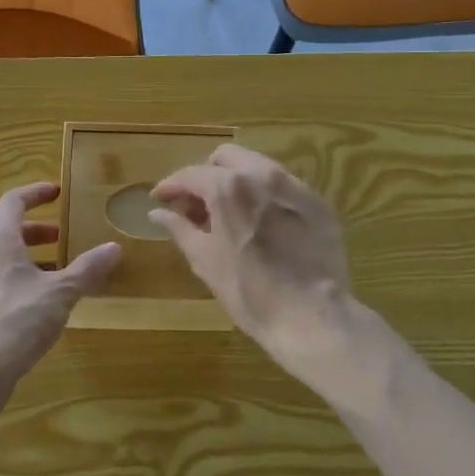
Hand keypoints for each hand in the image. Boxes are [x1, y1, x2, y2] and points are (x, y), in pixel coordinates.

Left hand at [0, 183, 121, 390]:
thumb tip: (114, 248)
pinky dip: (18, 284)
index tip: (57, 193)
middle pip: (6, 232)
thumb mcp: (60, 293)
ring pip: (1, 262)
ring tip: (57, 276)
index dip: (36, 193)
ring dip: (29, 261)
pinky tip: (38, 309)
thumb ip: (87, 269)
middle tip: (62, 239)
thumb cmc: (16, 321)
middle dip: (37, 233)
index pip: (13, 202)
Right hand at [150, 145, 383, 395]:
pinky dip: (264, 195)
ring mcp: (294, 186)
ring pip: (257, 166)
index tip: (160, 198)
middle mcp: (261, 175)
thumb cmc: (248, 292)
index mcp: (228, 187)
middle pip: (226, 158)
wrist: (312, 317)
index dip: (171, 185)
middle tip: (197, 205)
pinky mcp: (317, 202)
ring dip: (236, 181)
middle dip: (206, 175)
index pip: (191, 174)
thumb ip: (179, 228)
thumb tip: (157, 212)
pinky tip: (262, 223)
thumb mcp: (205, 261)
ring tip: (229, 213)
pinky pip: (283, 186)